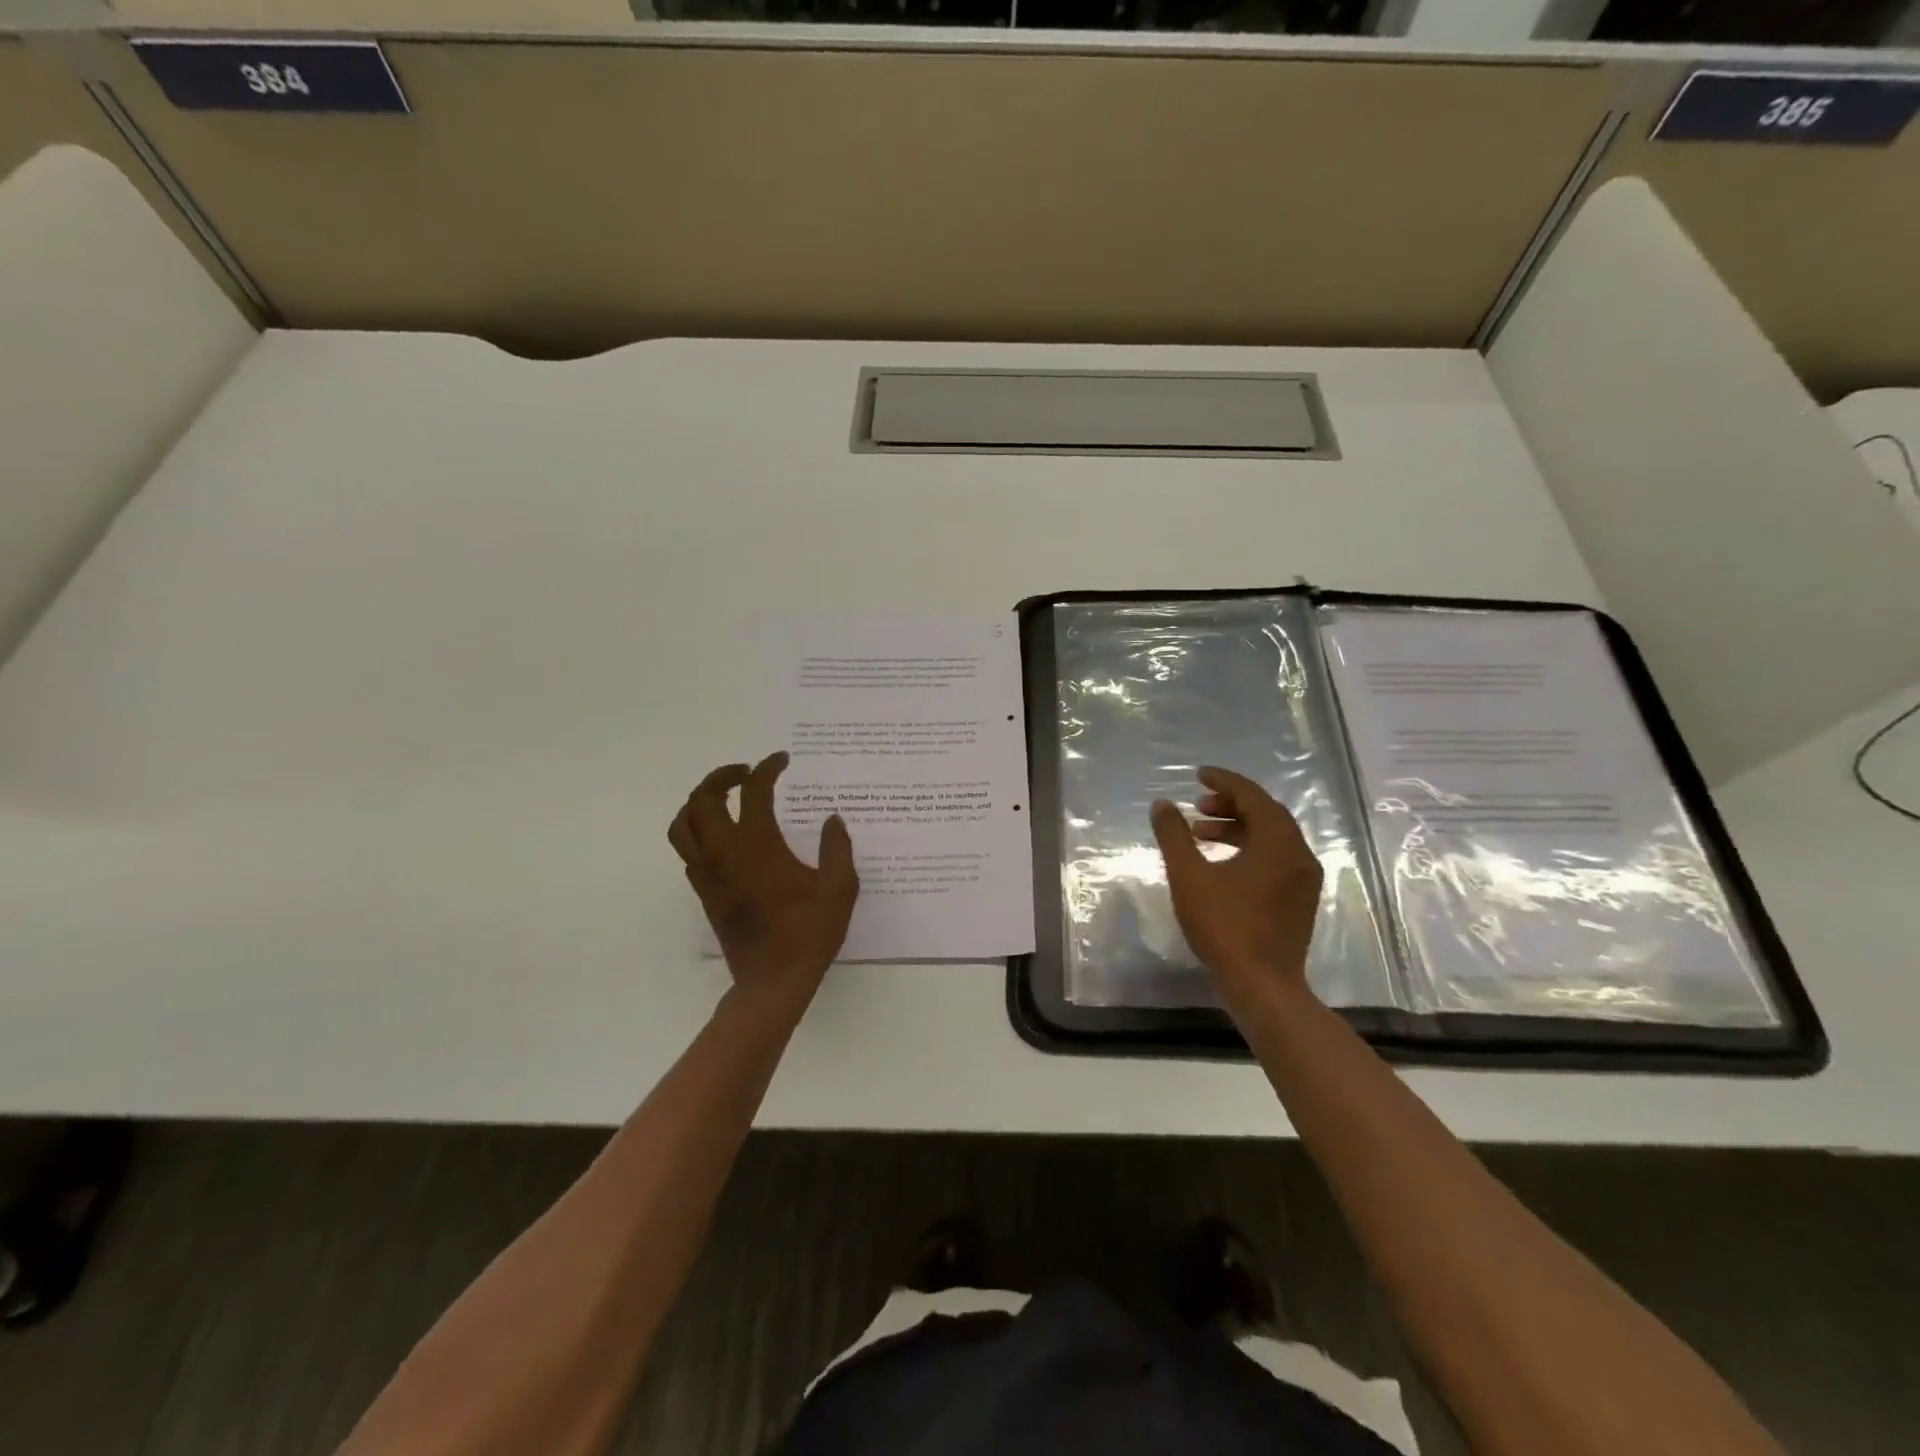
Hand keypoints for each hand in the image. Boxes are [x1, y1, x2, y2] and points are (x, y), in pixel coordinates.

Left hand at [668, 752, 858, 1020]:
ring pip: (683, 824)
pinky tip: (724, 837)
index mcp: (758, 844)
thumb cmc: (809, 933)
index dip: (767, 768)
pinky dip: (698, 831)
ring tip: (724, 799)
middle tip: (748, 773)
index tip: (782, 760)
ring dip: (699, 802)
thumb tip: (832, 820)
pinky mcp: (703, 892)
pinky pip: (687, 850)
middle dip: (723, 776)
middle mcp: (724, 852)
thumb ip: (837, 847)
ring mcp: (708, 873)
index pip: (754, 791)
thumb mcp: (839, 887)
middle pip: (703, 798)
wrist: (772, 981)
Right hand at [1150, 767, 1323, 1002]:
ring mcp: (1303, 879)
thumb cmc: (1224, 925)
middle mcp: (1299, 854)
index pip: (1253, 796)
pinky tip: (1222, 863)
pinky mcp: (1300, 900)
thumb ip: (1174, 835)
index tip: (1198, 776)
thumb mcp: (1189, 876)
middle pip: (1266, 814)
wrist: (1262, 985)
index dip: (1224, 781)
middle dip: (1230, 804)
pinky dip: (1249, 849)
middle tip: (1198, 805)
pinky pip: (1276, 858)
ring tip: (1201, 833)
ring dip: (1238, 828)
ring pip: (1271, 838)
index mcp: (1278, 842)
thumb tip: (1162, 805)